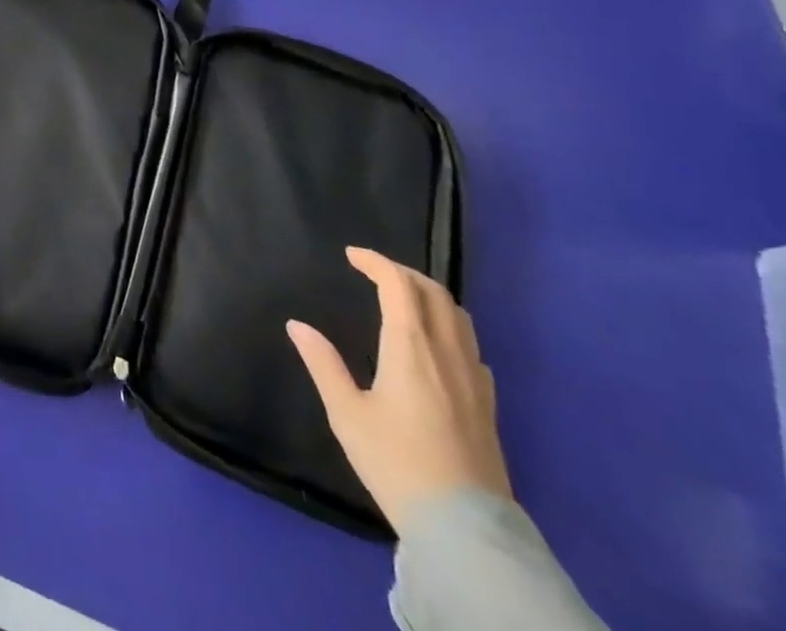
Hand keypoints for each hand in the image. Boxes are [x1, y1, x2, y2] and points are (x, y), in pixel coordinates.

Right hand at [287, 246, 510, 536]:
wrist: (465, 529)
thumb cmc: (396, 463)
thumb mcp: (346, 413)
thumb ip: (322, 363)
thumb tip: (297, 325)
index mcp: (411, 347)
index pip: (398, 285)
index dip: (375, 262)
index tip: (352, 255)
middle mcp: (447, 353)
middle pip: (434, 293)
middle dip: (403, 273)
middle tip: (375, 271)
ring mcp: (474, 379)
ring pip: (459, 317)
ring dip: (429, 296)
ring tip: (403, 299)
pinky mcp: (488, 405)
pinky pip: (471, 346)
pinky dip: (449, 326)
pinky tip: (436, 345)